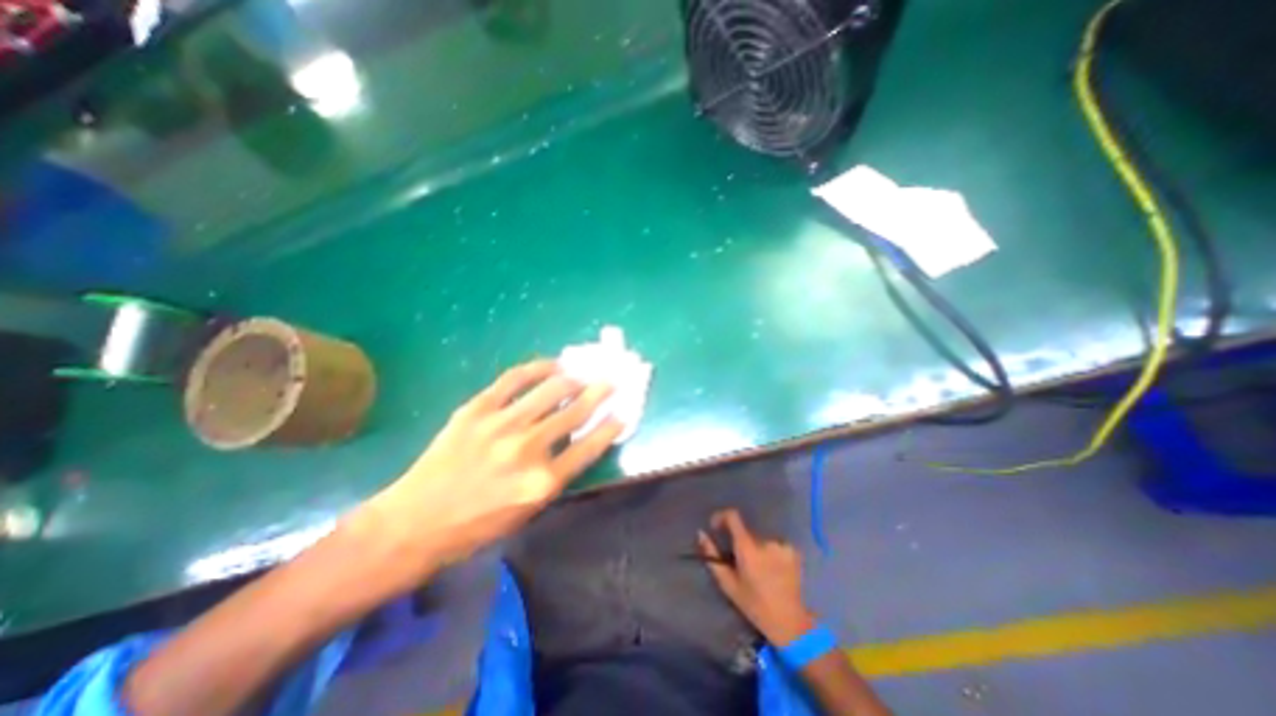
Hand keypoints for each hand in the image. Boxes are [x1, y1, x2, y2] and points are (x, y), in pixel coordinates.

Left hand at [355, 358, 621, 575]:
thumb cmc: (476, 526)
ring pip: (550, 389)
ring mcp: (501, 425)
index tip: (623, 411)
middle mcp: (528, 449)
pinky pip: (514, 379)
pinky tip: (551, 364)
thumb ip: (557, 473)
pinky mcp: (476, 409)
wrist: (414, 523)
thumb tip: (577, 438)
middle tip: (612, 379)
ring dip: (574, 378)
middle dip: (600, 392)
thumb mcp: (528, 511)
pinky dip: (537, 368)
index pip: (591, 445)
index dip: (611, 425)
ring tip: (583, 372)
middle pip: (575, 411)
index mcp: (543, 482)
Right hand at [697, 508, 815, 641]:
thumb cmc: (754, 604)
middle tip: (743, 564)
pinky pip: (776, 544)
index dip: (722, 516)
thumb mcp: (728, 583)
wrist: (789, 622)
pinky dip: (772, 553)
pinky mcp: (793, 550)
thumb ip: (712, 555)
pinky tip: (775, 570)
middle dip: (742, 543)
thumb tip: (701, 533)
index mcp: (747, 548)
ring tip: (761, 571)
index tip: (717, 526)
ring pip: (761, 539)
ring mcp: (781, 544)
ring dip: (757, 549)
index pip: (733, 516)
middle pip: (747, 533)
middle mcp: (764, 541)